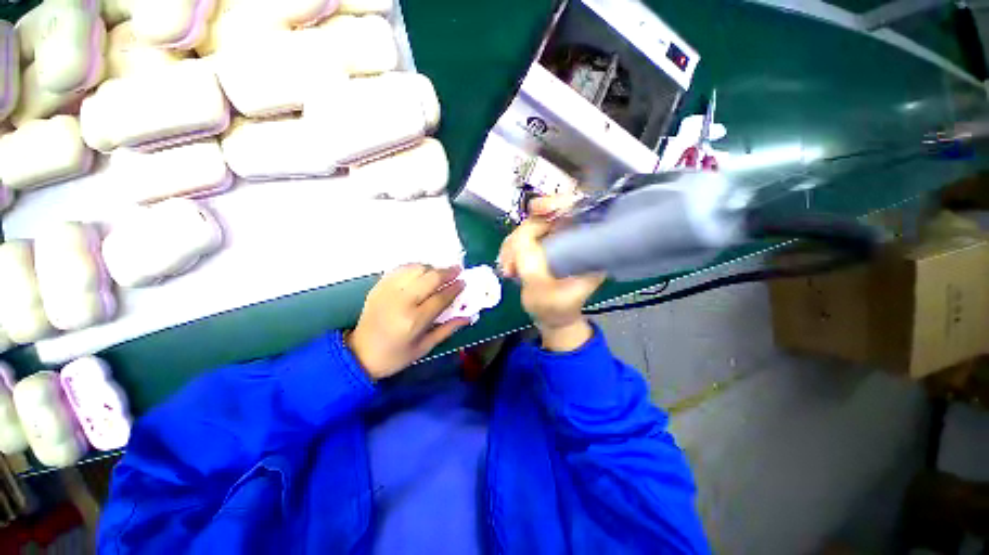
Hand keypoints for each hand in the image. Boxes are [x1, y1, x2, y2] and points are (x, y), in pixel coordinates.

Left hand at [347, 265, 469, 379]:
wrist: (359, 354)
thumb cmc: (395, 355)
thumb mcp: (425, 348)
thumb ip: (448, 329)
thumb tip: (468, 316)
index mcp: (414, 321)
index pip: (441, 297)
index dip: (455, 288)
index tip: (464, 282)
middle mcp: (401, 302)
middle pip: (430, 278)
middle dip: (447, 272)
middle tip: (458, 270)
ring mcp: (388, 291)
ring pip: (416, 269)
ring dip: (431, 268)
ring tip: (440, 272)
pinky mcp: (378, 286)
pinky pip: (400, 269)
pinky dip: (414, 267)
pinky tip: (421, 272)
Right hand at [498, 196, 604, 351]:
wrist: (553, 318)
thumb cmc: (557, 309)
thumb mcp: (544, 291)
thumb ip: (531, 265)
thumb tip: (519, 241)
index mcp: (587, 244)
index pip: (577, 208)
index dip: (558, 202)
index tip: (537, 211)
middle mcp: (571, 237)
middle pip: (545, 215)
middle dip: (523, 237)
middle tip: (512, 261)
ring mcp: (554, 240)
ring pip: (528, 227)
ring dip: (512, 247)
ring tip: (509, 270)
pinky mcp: (540, 246)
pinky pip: (520, 238)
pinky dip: (509, 251)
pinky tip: (507, 267)